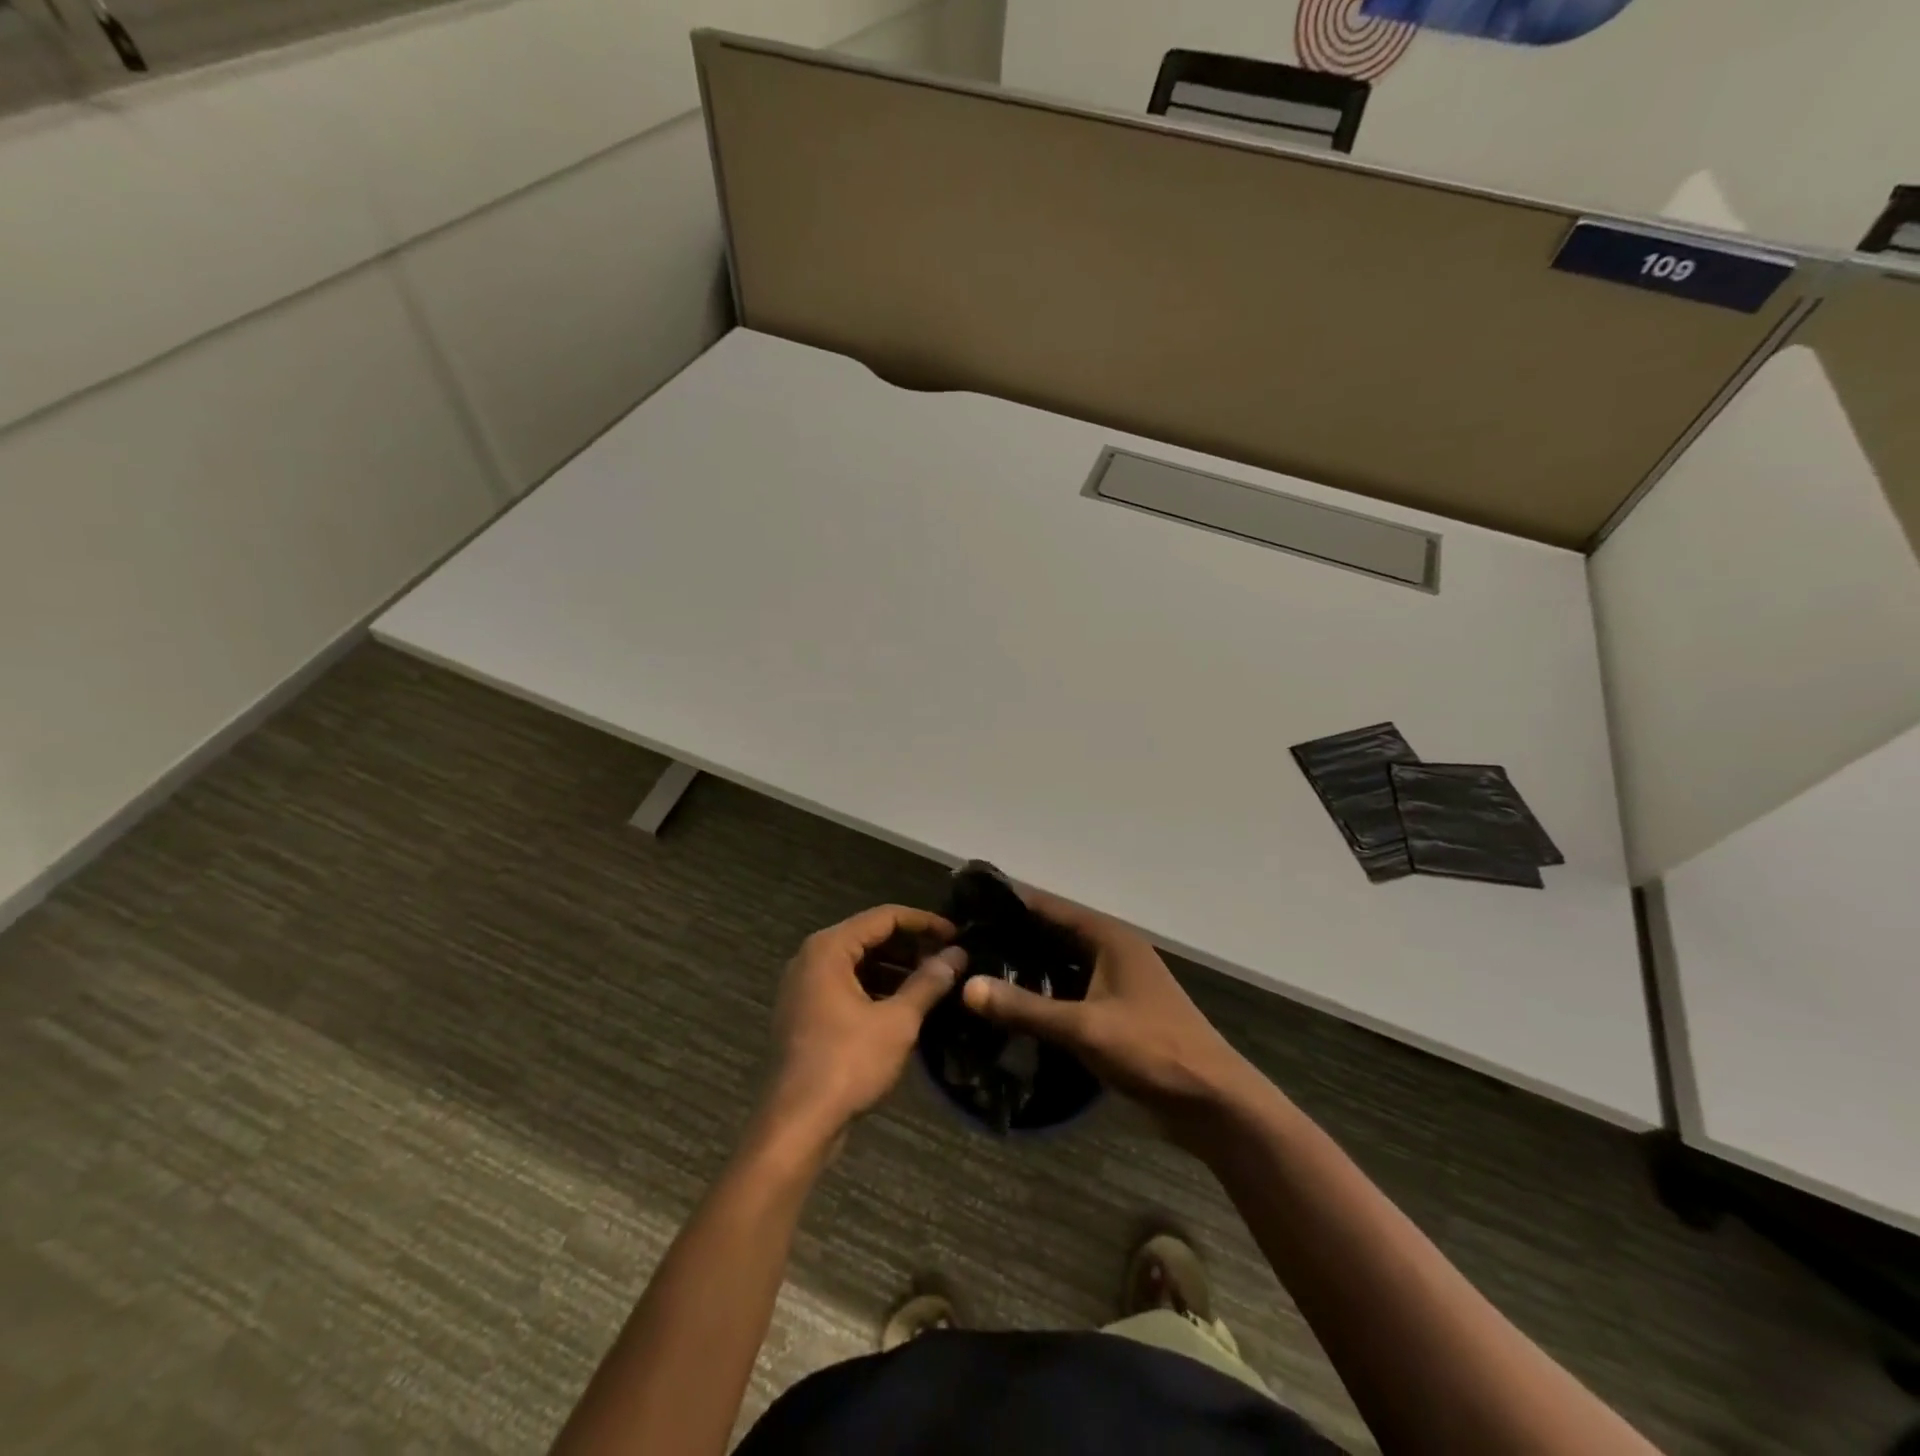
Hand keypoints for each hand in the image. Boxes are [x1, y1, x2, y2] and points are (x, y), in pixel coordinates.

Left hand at [763, 905, 965, 1143]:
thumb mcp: (897, 1021)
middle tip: (950, 960)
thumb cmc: (847, 1064)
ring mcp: (805, 986)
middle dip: (912, 946)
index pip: (885, 916)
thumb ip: (928, 983)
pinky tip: (907, 1006)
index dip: (925, 922)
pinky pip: (847, 986)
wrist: (796, 1125)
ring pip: (859, 963)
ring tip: (935, 983)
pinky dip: (877, 989)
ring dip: (897, 969)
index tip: (958, 934)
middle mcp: (812, 958)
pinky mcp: (806, 1013)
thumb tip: (957, 955)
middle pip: (870, 936)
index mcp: (829, 948)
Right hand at [960, 889, 1253, 1137]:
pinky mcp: (1118, 1012)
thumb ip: (1024, 1007)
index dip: (1009, 905)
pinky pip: (1072, 992)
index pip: (1049, 907)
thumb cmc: (1151, 1050)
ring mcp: (1118, 981)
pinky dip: (1045, 995)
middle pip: (1054, 934)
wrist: (1212, 1101)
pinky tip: (1014, 1009)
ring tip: (979, 974)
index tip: (967, 909)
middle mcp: (1112, 950)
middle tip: (964, 947)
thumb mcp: (1083, 1027)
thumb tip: (966, 986)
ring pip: (1062, 965)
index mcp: (1108, 937)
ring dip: (1028, 969)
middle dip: (1013, 939)